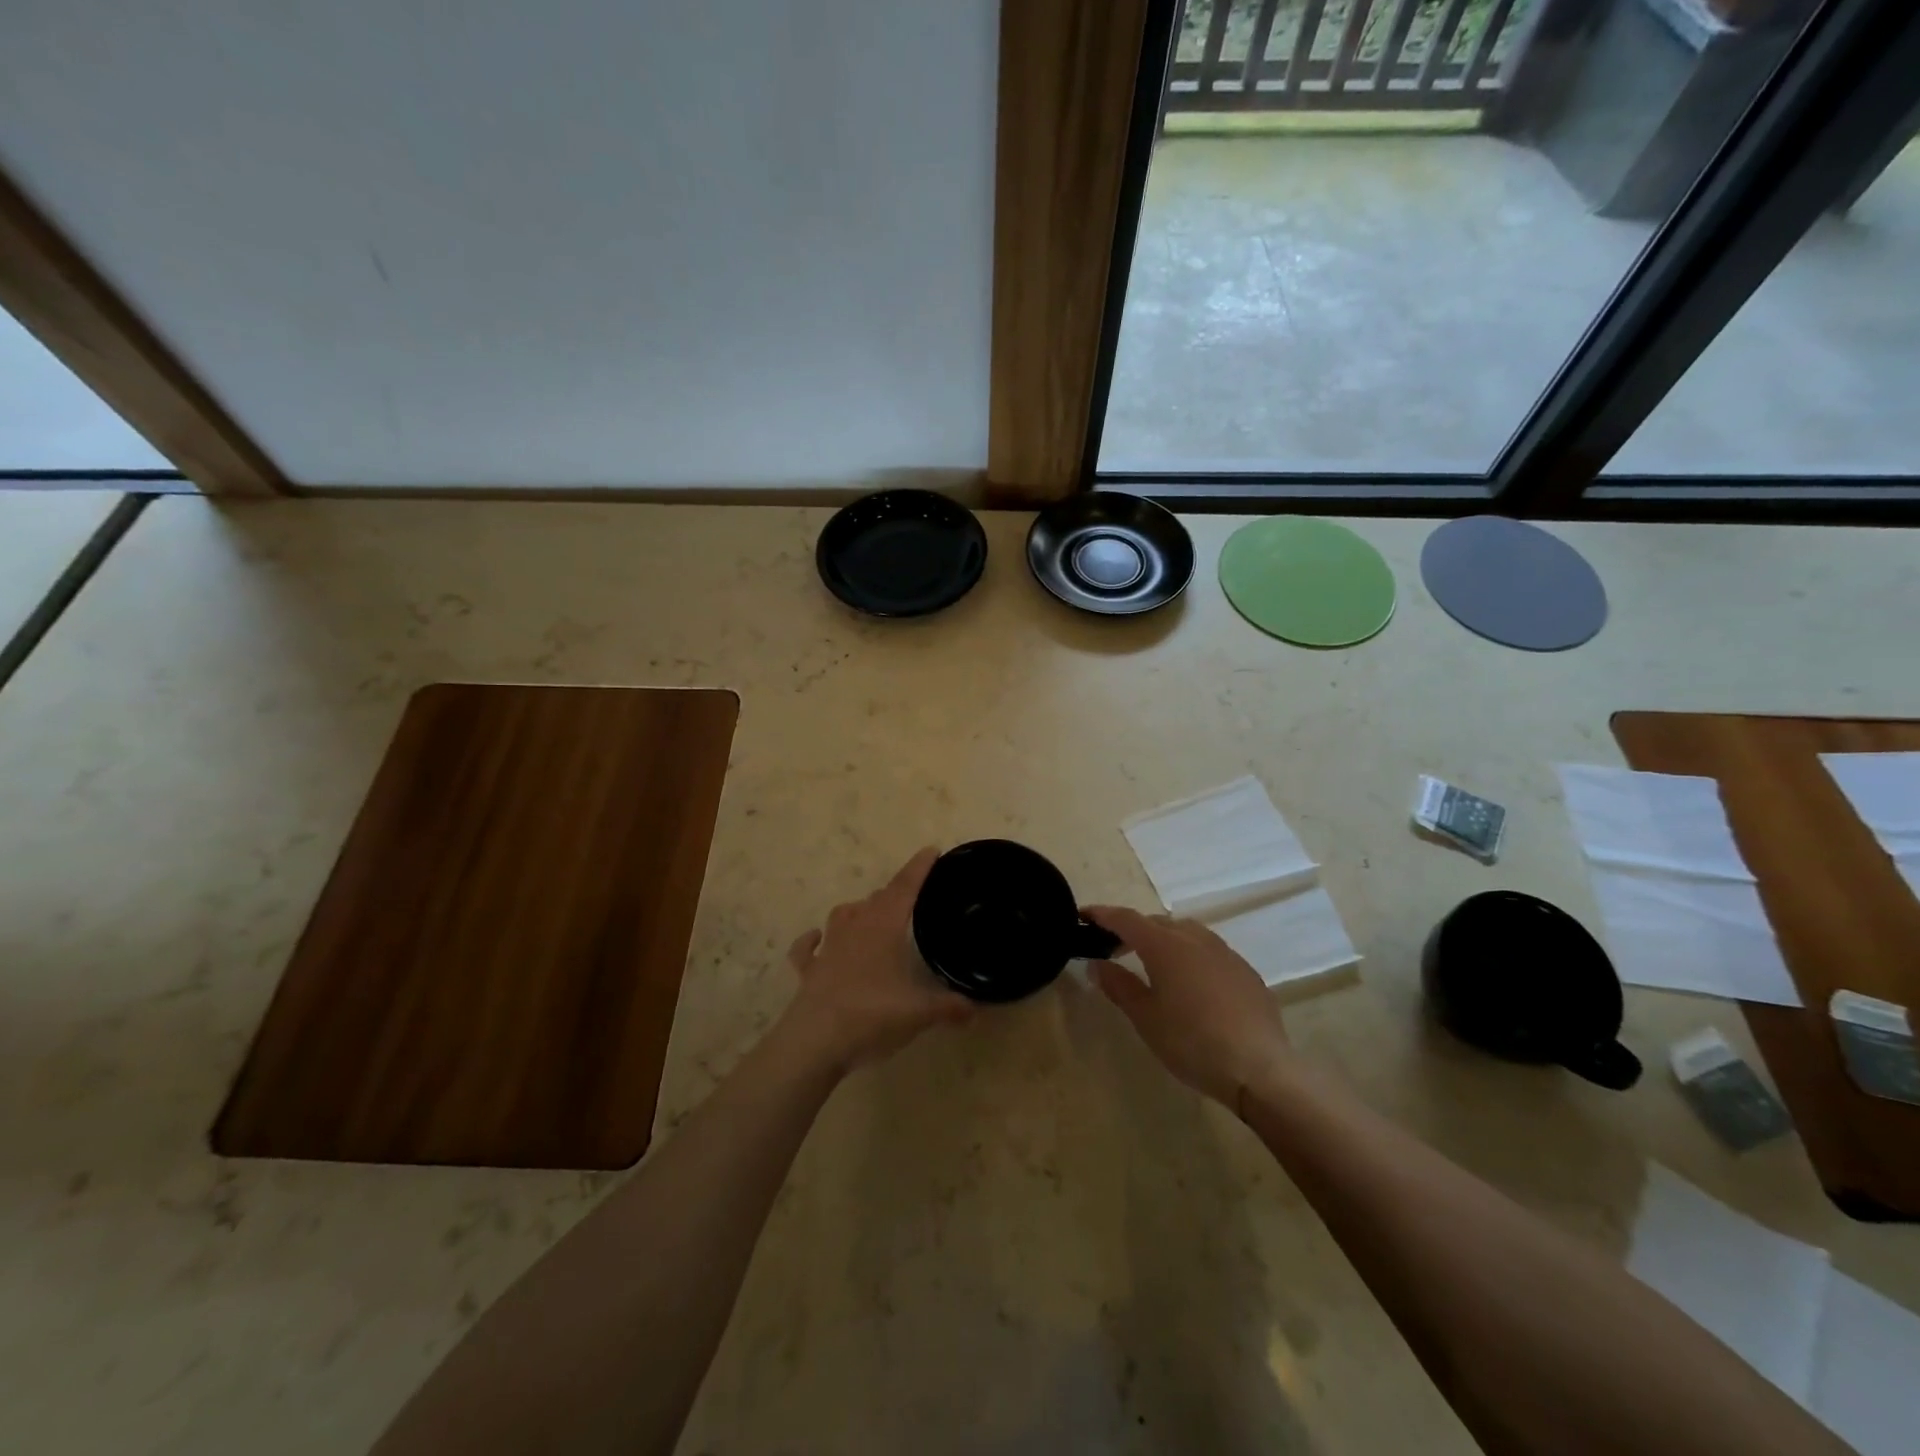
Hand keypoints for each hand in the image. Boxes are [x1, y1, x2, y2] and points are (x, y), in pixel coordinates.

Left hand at [781, 849, 973, 1073]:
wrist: (814, 1042)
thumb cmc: (871, 1016)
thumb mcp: (918, 1014)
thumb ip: (948, 1008)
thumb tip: (975, 1010)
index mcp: (884, 928)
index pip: (905, 888)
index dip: (919, 868)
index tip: (932, 850)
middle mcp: (855, 929)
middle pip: (876, 899)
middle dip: (894, 892)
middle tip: (910, 895)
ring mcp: (829, 948)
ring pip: (843, 915)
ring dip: (858, 910)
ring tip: (870, 913)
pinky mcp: (809, 971)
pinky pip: (807, 948)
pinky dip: (812, 940)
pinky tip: (816, 939)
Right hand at [1084, 905, 1293, 1110]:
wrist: (1260, 1069)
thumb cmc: (1192, 1042)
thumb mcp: (1146, 1018)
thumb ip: (1119, 986)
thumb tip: (1097, 964)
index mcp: (1165, 945)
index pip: (1126, 919)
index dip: (1102, 915)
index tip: (1082, 915)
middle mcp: (1195, 939)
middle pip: (1157, 922)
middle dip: (1132, 929)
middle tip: (1113, 948)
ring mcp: (1225, 953)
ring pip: (1186, 932)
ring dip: (1163, 938)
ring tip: (1152, 962)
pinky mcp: (1245, 972)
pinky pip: (1209, 951)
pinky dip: (1190, 954)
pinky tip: (1191, 983)